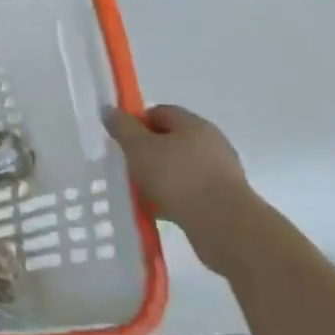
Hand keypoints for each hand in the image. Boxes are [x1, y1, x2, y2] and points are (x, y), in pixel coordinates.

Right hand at [104, 104, 266, 274]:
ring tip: (140, 193)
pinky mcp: (224, 199)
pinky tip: (158, 210)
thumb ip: (122, 128)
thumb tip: (110, 110)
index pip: (160, 112)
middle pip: (171, 140)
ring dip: (160, 177)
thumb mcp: (139, 147)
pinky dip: (173, 197)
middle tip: (128, 166)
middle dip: (148, 153)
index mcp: (194, 124)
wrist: (223, 224)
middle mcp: (211, 143)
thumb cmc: (177, 177)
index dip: (137, 123)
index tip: (122, 141)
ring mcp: (221, 172)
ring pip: (180, 168)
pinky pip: (190, 191)